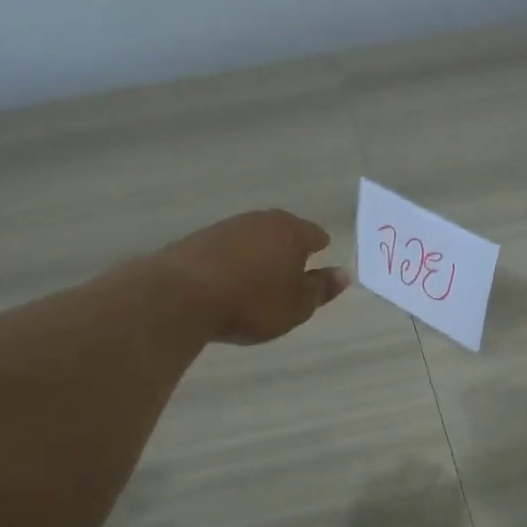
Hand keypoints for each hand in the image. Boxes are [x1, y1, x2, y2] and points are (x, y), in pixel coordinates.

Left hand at [156, 210, 348, 344]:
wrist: (183, 296)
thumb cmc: (253, 302)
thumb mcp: (297, 305)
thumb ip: (321, 289)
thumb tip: (343, 274)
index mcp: (291, 232)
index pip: (314, 234)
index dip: (320, 248)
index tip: (321, 259)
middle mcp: (261, 221)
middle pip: (283, 231)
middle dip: (289, 247)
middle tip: (293, 269)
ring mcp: (227, 227)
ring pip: (254, 237)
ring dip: (259, 253)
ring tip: (261, 276)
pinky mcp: (199, 239)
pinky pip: (228, 248)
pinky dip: (234, 260)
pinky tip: (230, 278)